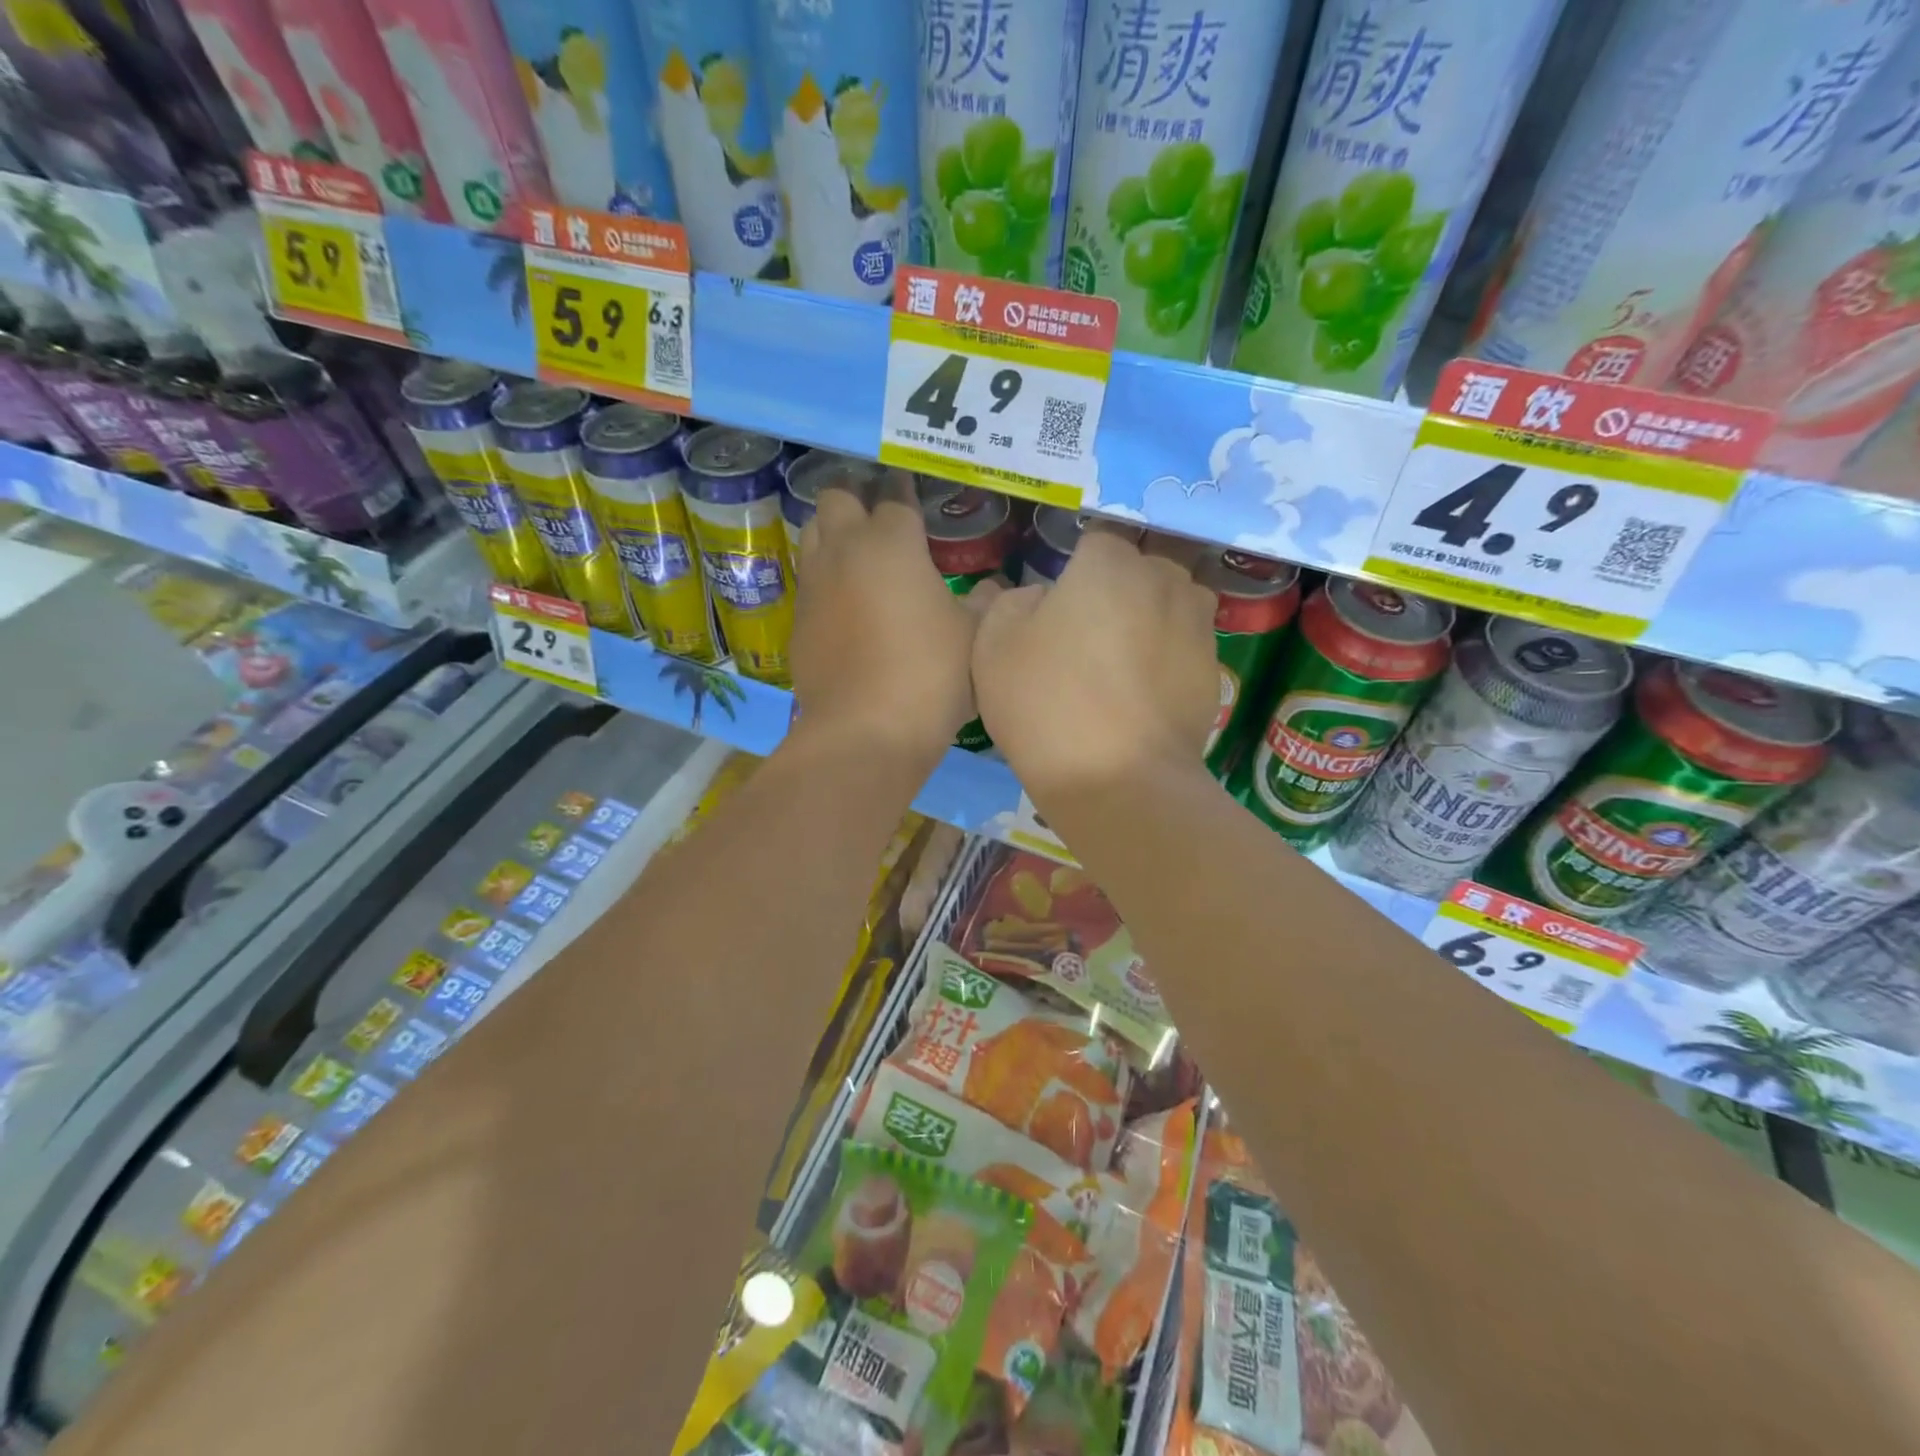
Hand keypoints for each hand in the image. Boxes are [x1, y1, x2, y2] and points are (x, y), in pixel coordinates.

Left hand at [789, 472, 995, 766]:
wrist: (866, 731)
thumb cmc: (930, 674)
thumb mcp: (974, 635)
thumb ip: (984, 601)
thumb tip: (991, 588)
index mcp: (890, 542)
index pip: (893, 494)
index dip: (905, 489)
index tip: (914, 491)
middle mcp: (843, 550)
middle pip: (837, 497)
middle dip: (858, 499)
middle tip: (884, 522)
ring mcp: (814, 586)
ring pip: (813, 533)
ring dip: (835, 534)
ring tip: (863, 557)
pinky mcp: (797, 622)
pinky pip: (810, 581)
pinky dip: (827, 580)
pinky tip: (849, 606)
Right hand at [972, 525, 1217, 802]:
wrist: (1117, 781)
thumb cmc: (1046, 703)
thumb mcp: (993, 645)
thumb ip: (1010, 600)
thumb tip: (1040, 596)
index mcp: (1109, 563)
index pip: (1095, 540)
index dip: (1074, 568)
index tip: (1059, 601)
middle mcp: (1164, 579)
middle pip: (1138, 568)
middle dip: (1116, 590)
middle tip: (1085, 636)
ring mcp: (1198, 625)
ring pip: (1168, 604)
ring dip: (1148, 620)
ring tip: (1120, 664)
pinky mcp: (1215, 670)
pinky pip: (1183, 647)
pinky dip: (1165, 660)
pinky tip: (1141, 696)